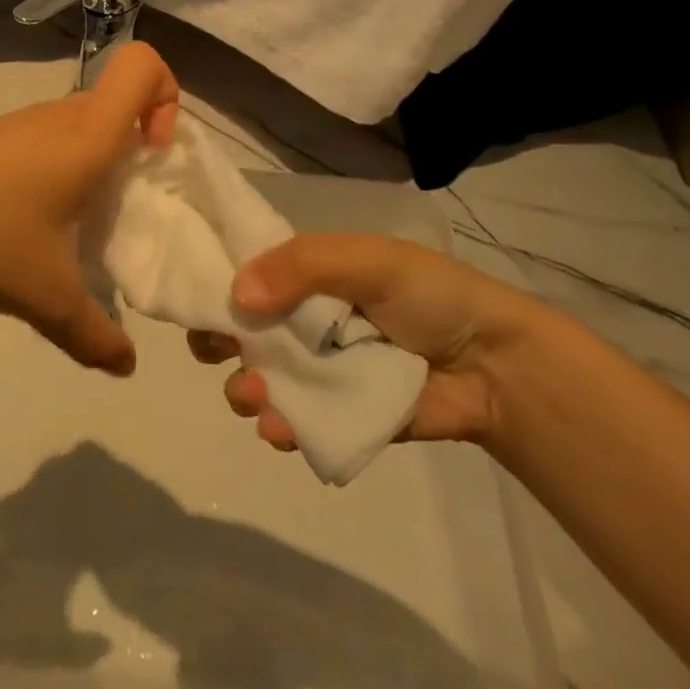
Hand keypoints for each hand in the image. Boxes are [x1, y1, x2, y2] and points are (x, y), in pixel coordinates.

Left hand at [0, 43, 178, 373]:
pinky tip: (34, 218)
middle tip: (128, 201)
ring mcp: (22, 122)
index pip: (143, 64)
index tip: (154, 153)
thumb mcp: (46, 296)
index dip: (167, 95)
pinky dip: (62, 166)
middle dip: (140, 142)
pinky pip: (49, 137)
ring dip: (98, 158)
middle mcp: (61, 116)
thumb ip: (95, 334)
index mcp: (89, 134)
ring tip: (81, 220)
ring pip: (83, 120)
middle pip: (119, 97)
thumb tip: (126, 365)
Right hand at [188, 232, 543, 445]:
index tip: (195, 303)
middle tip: (217, 352)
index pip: (245, 276)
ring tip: (252, 394)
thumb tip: (237, 294)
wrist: (494, 364)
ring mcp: (317, 372)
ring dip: (242, 389)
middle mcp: (302, 322)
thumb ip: (301, 267)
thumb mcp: (365, 260)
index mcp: (305, 277)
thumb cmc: (427, 295)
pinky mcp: (337, 417)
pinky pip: (294, 423)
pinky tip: (278, 428)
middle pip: (241, 332)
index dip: (216, 287)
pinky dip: (277, 427)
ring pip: (258, 380)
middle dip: (217, 344)